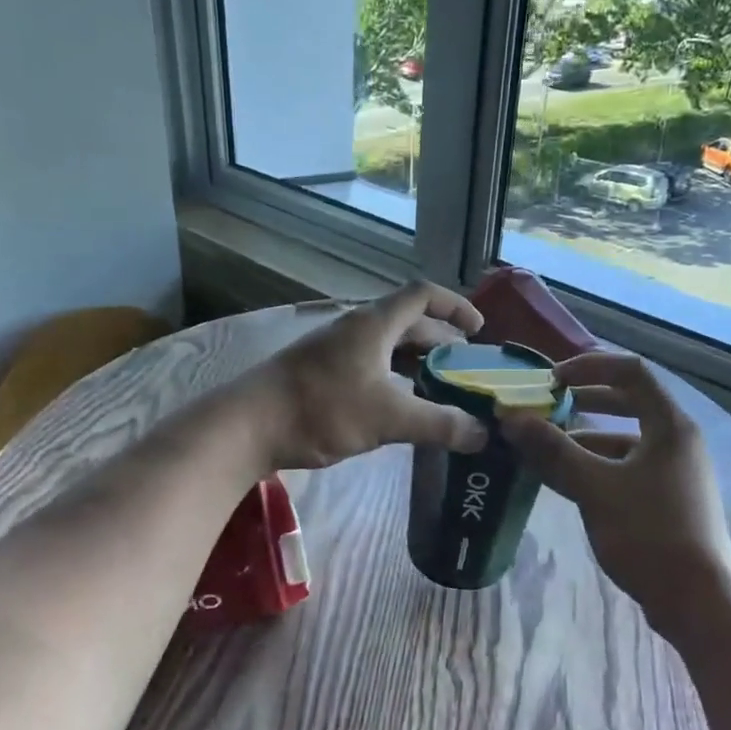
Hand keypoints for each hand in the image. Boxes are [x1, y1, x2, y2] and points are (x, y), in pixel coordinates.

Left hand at [246, 283, 490, 469]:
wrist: (247, 425)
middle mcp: (355, 329)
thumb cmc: (321, 409)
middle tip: (466, 370)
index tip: (479, 330)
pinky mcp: (320, 374)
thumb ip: (438, 424)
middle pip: (408, 324)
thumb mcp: (387, 418)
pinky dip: (393, 381)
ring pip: (387, 349)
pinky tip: (400, 408)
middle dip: (441, 343)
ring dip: (416, 364)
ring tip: (441, 391)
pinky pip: (369, 367)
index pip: (423, 295)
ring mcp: (334, 351)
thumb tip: (482, 434)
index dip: (455, 306)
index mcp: (374, 324)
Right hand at [500, 352, 730, 635]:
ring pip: (626, 439)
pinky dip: (598, 466)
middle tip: (548, 407)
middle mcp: (678, 440)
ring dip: (586, 439)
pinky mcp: (670, 499)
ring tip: (546, 449)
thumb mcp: (594, 488)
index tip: (551, 380)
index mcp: (670, 426)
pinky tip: (569, 483)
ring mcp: (676, 471)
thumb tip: (511, 418)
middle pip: (630, 402)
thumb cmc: (648, 535)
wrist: (695, 600)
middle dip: (586, 401)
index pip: (631, 372)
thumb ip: (553, 450)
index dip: (589, 366)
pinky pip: (629, 467)